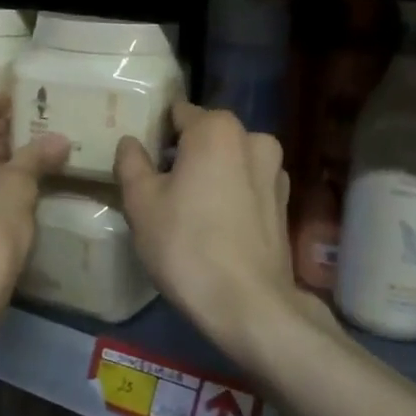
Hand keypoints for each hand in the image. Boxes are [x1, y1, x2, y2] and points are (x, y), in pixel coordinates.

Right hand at [115, 103, 318, 352]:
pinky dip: (230, 195)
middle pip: (208, 136)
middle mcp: (254, 139)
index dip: (157, 131)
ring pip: (230, 161)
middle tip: (159, 184)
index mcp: (217, 129)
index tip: (142, 156)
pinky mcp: (284, 204)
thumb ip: (132, 163)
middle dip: (185, 153)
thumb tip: (131, 142)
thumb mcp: (141, 202)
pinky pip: (247, 186)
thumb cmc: (186, 244)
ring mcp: (275, 172)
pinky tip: (214, 225)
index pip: (179, 113)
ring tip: (186, 208)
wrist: (248, 303)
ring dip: (210, 174)